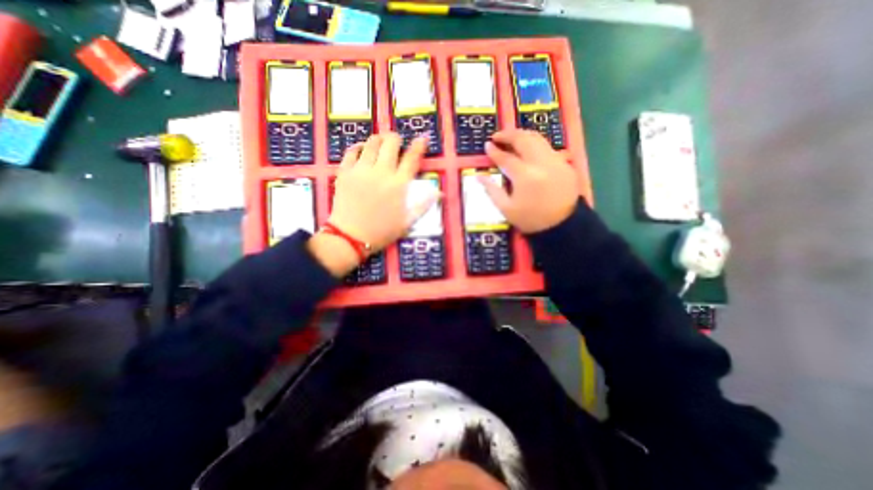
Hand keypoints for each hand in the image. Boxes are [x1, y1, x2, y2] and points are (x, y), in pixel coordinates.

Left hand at [310, 134, 439, 276]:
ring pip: (371, 143)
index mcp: (398, 185)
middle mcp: (381, 173)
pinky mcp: (345, 172)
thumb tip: (439, 192)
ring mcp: (361, 171)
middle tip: (396, 143)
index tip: (423, 138)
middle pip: (391, 144)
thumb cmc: (382, 231)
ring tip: (381, 142)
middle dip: (396, 139)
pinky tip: (361, 149)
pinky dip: (357, 147)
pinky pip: (350, 152)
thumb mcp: (407, 222)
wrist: (351, 237)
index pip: (411, 159)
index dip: (419, 146)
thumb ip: (423, 205)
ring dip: (378, 140)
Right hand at [476, 130, 577, 233]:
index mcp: (525, 176)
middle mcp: (541, 163)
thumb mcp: (506, 208)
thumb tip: (479, 176)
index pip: (506, 158)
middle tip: (498, 136)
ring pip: (538, 139)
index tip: (487, 145)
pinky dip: (536, 145)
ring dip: (523, 136)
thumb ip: (492, 190)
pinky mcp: (565, 164)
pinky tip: (529, 151)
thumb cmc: (530, 219)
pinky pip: (548, 148)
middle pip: (524, 140)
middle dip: (509, 135)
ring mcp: (556, 162)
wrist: (562, 227)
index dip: (495, 151)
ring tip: (512, 139)